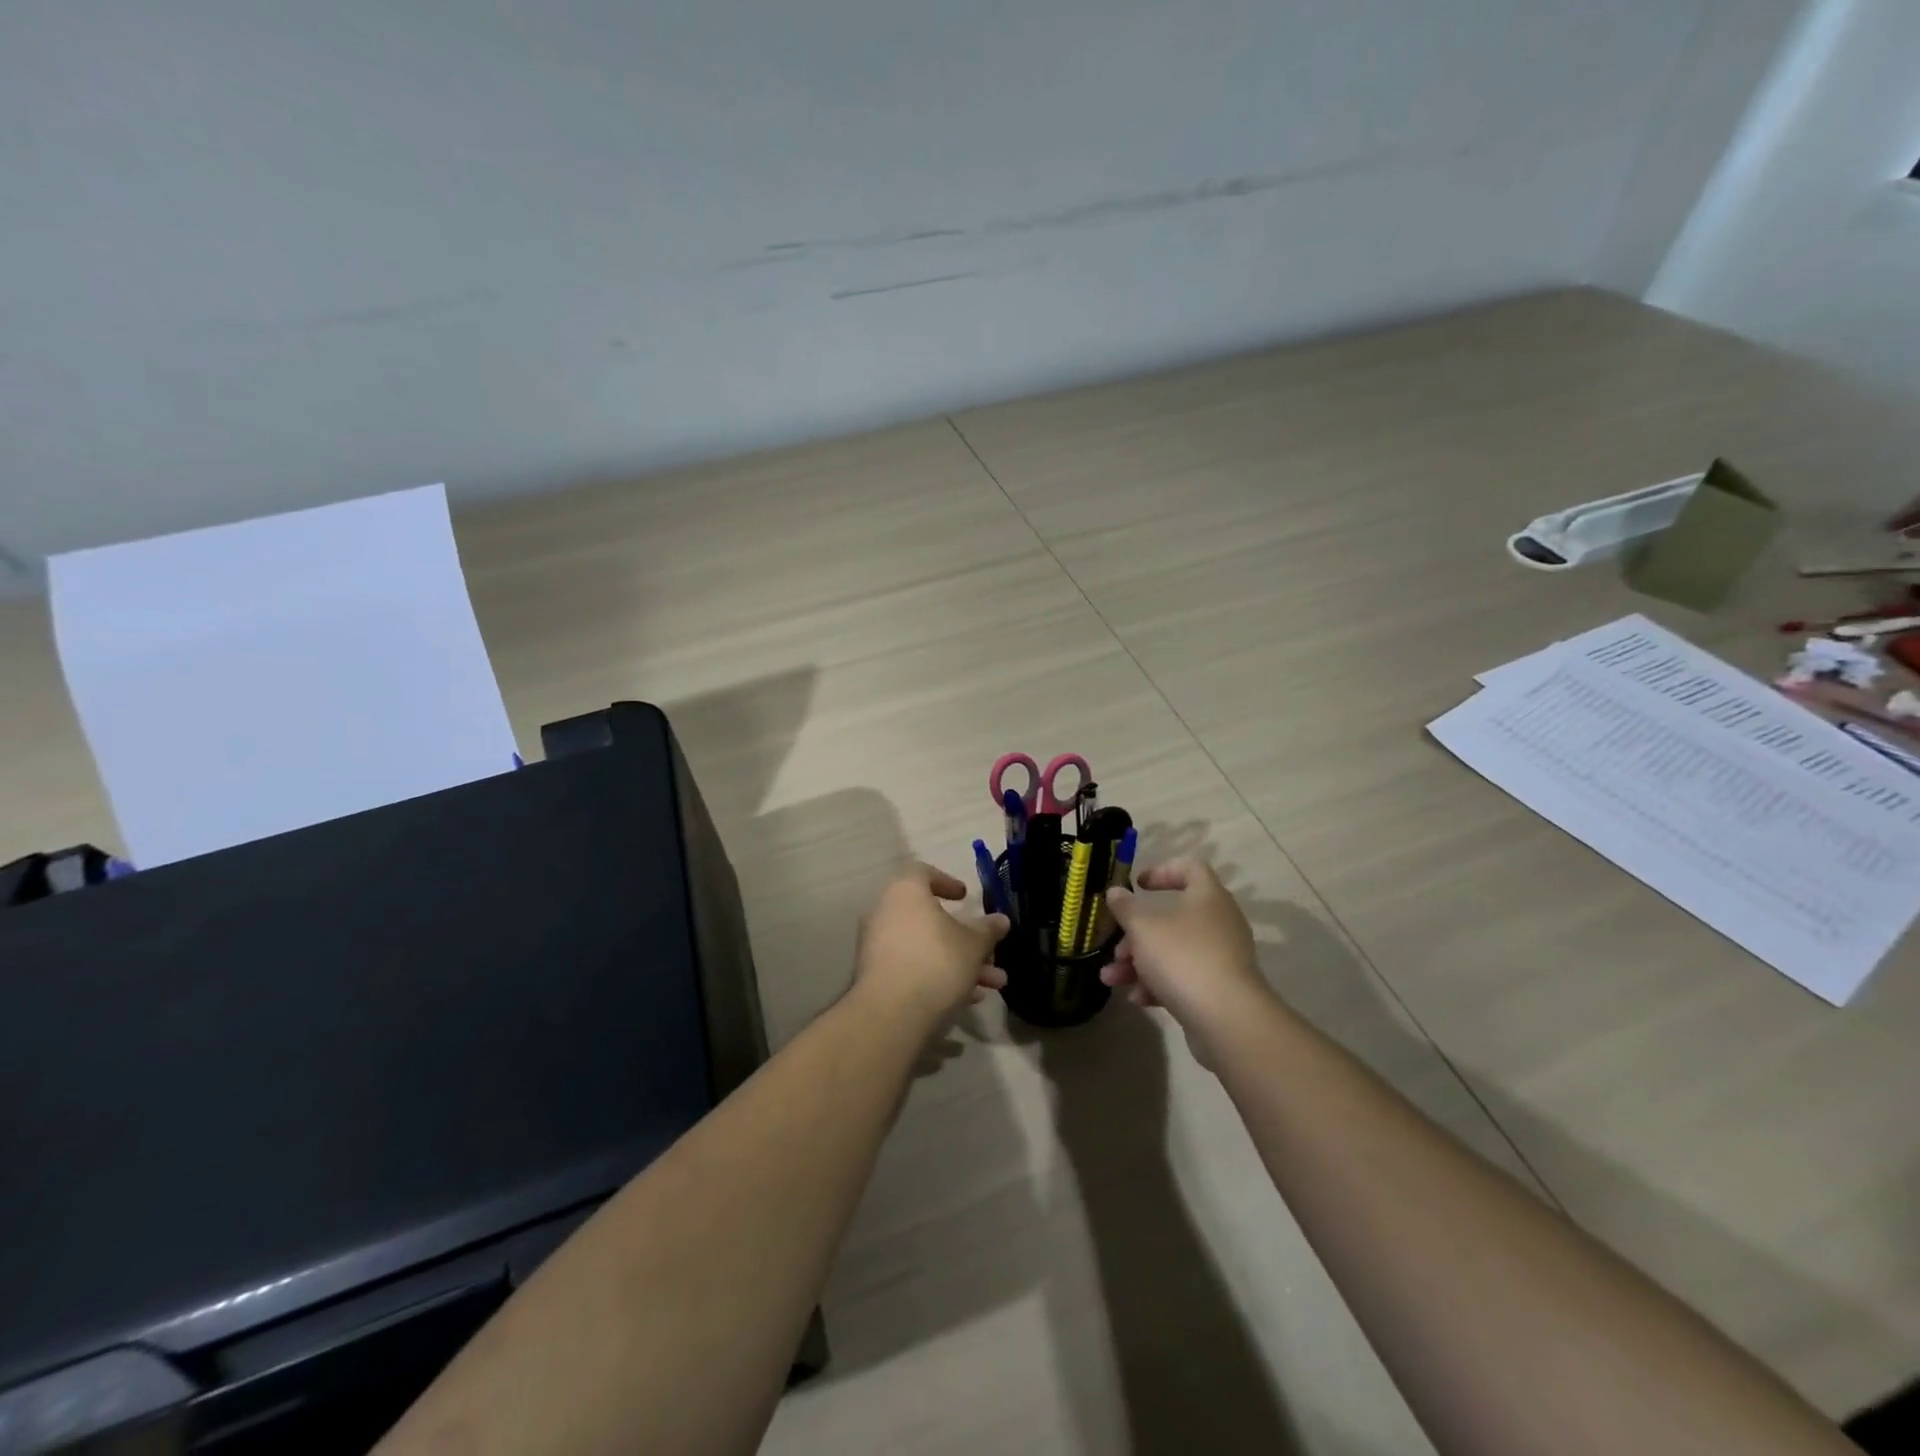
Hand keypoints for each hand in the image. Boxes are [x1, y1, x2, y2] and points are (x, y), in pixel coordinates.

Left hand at [855, 864, 1009, 1025]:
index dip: (947, 882)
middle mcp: (885, 913)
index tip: (966, 898)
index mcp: (905, 892)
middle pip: (930, 918)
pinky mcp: (876, 976)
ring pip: (925, 947)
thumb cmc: (936, 963)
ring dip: (960, 963)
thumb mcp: (973, 945)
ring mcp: (877, 946)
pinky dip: (938, 976)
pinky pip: (912, 967)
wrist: (891, 1015)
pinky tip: (968, 999)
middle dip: (966, 938)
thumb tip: (1001, 920)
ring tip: (994, 985)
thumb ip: (987, 930)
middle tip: (990, 953)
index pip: (922, 873)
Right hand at [1099, 856, 1271, 1042]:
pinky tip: (1137, 999)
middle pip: (1172, 917)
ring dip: (1139, 963)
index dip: (1162, 870)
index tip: (1137, 885)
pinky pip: (1183, 978)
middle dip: (1137, 934)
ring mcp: (1221, 957)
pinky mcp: (1219, 989)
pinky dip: (1158, 984)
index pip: (1190, 867)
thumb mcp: (1143, 928)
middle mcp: (1219, 922)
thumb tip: (1115, 892)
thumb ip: (1125, 908)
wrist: (1227, 1019)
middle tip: (1117, 948)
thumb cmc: (1182, 958)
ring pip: (1173, 951)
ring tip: (1111, 979)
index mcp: (1207, 896)